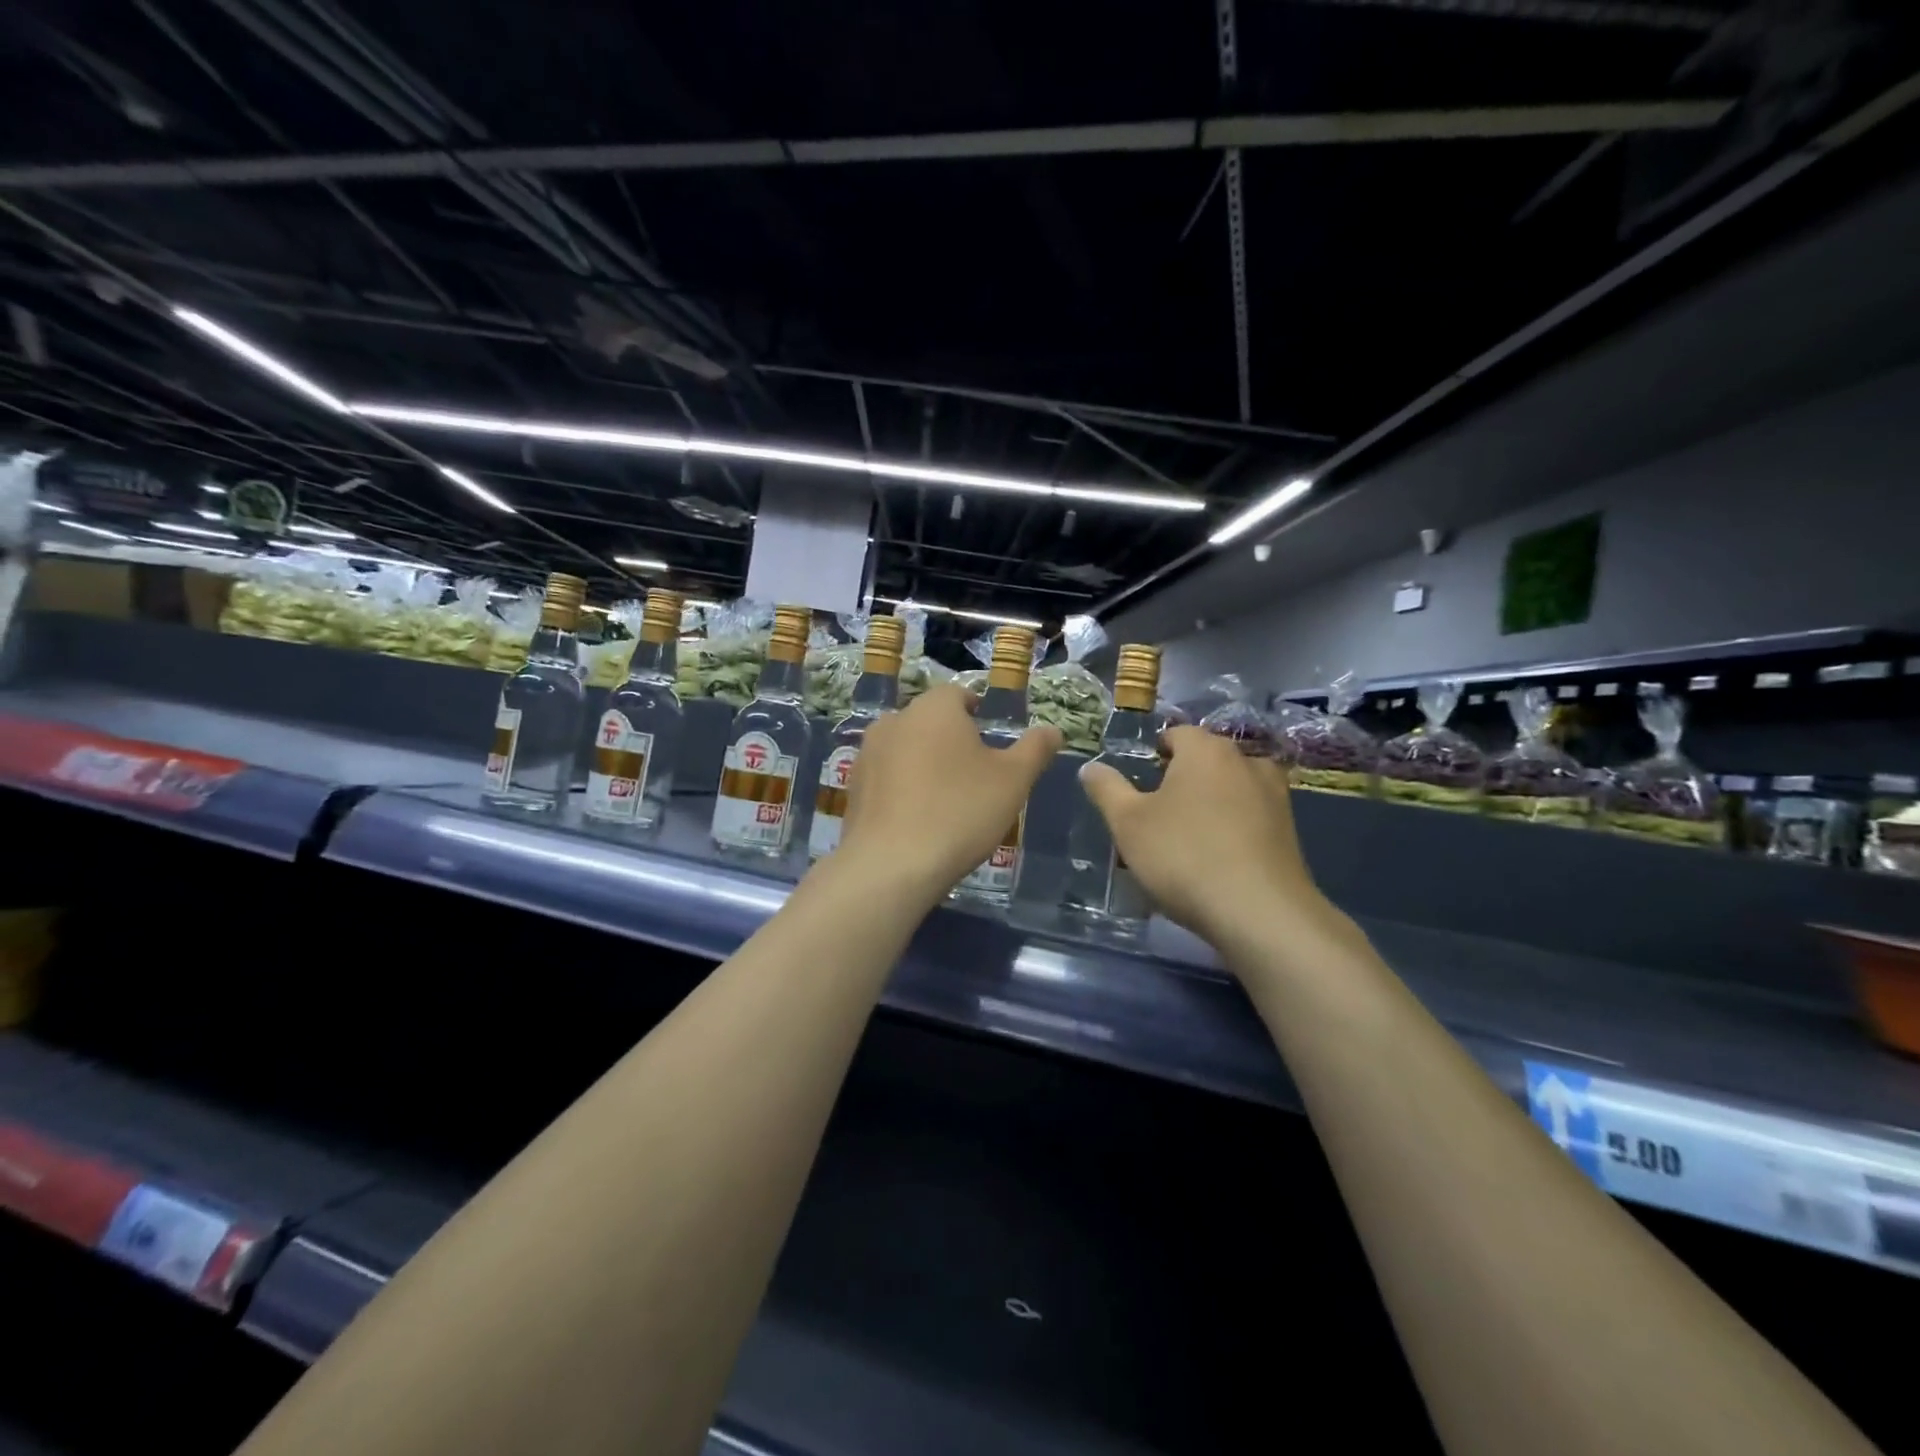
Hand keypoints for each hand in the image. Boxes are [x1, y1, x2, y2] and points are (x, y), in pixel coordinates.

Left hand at [835, 684, 1062, 902]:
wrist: (891, 865)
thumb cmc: (960, 811)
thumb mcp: (1013, 780)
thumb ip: (1035, 749)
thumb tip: (1052, 730)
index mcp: (934, 708)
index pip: (958, 694)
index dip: (977, 712)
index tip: (989, 737)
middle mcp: (895, 720)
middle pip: (930, 721)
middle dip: (950, 739)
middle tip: (974, 773)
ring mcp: (867, 753)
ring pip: (905, 748)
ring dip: (924, 762)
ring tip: (944, 798)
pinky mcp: (853, 787)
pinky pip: (886, 777)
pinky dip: (902, 787)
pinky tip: (916, 818)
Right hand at [1079, 726, 1335, 949]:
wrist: (1259, 912)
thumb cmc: (1184, 855)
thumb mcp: (1128, 823)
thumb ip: (1107, 789)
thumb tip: (1091, 767)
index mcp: (1206, 749)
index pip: (1176, 733)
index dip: (1154, 753)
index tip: (1140, 784)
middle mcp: (1246, 761)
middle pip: (1206, 760)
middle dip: (1183, 779)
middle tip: (1157, 815)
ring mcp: (1275, 795)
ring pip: (1232, 788)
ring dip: (1212, 803)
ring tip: (1189, 838)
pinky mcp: (1291, 831)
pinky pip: (1252, 817)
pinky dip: (1234, 828)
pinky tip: (1218, 859)